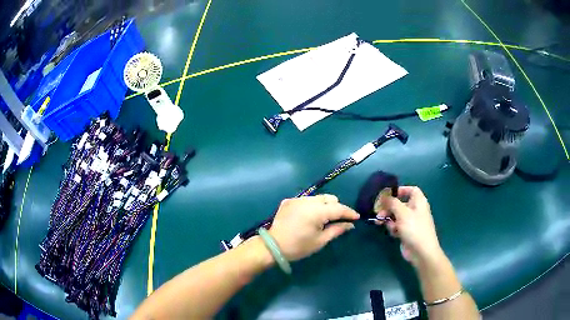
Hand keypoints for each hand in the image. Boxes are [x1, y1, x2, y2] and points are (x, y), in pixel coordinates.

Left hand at [269, 194, 359, 260]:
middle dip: (337, 208)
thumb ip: (337, 230)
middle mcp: (307, 201)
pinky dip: (311, 206)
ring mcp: (297, 199)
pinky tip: (309, 217)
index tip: (357, 217)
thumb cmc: (299, 246)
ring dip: (324, 206)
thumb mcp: (320, 241)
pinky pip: (306, 200)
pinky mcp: (288, 201)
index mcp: (317, 211)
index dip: (349, 212)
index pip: (338, 208)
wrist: (273, 246)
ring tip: (323, 219)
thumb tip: (350, 224)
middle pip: (329, 199)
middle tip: (339, 220)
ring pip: (318, 198)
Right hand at [376, 186, 443, 267]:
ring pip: (396, 215)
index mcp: (418, 201)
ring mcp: (411, 222)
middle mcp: (415, 209)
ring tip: (380, 223)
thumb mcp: (402, 212)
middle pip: (400, 203)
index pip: (411, 190)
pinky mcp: (406, 232)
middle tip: (378, 212)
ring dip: (388, 218)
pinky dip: (393, 227)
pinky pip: (397, 226)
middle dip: (388, 207)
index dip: (401, 190)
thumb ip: (392, 203)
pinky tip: (393, 233)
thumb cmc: (414, 228)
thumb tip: (384, 196)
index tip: (389, 195)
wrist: (421, 251)